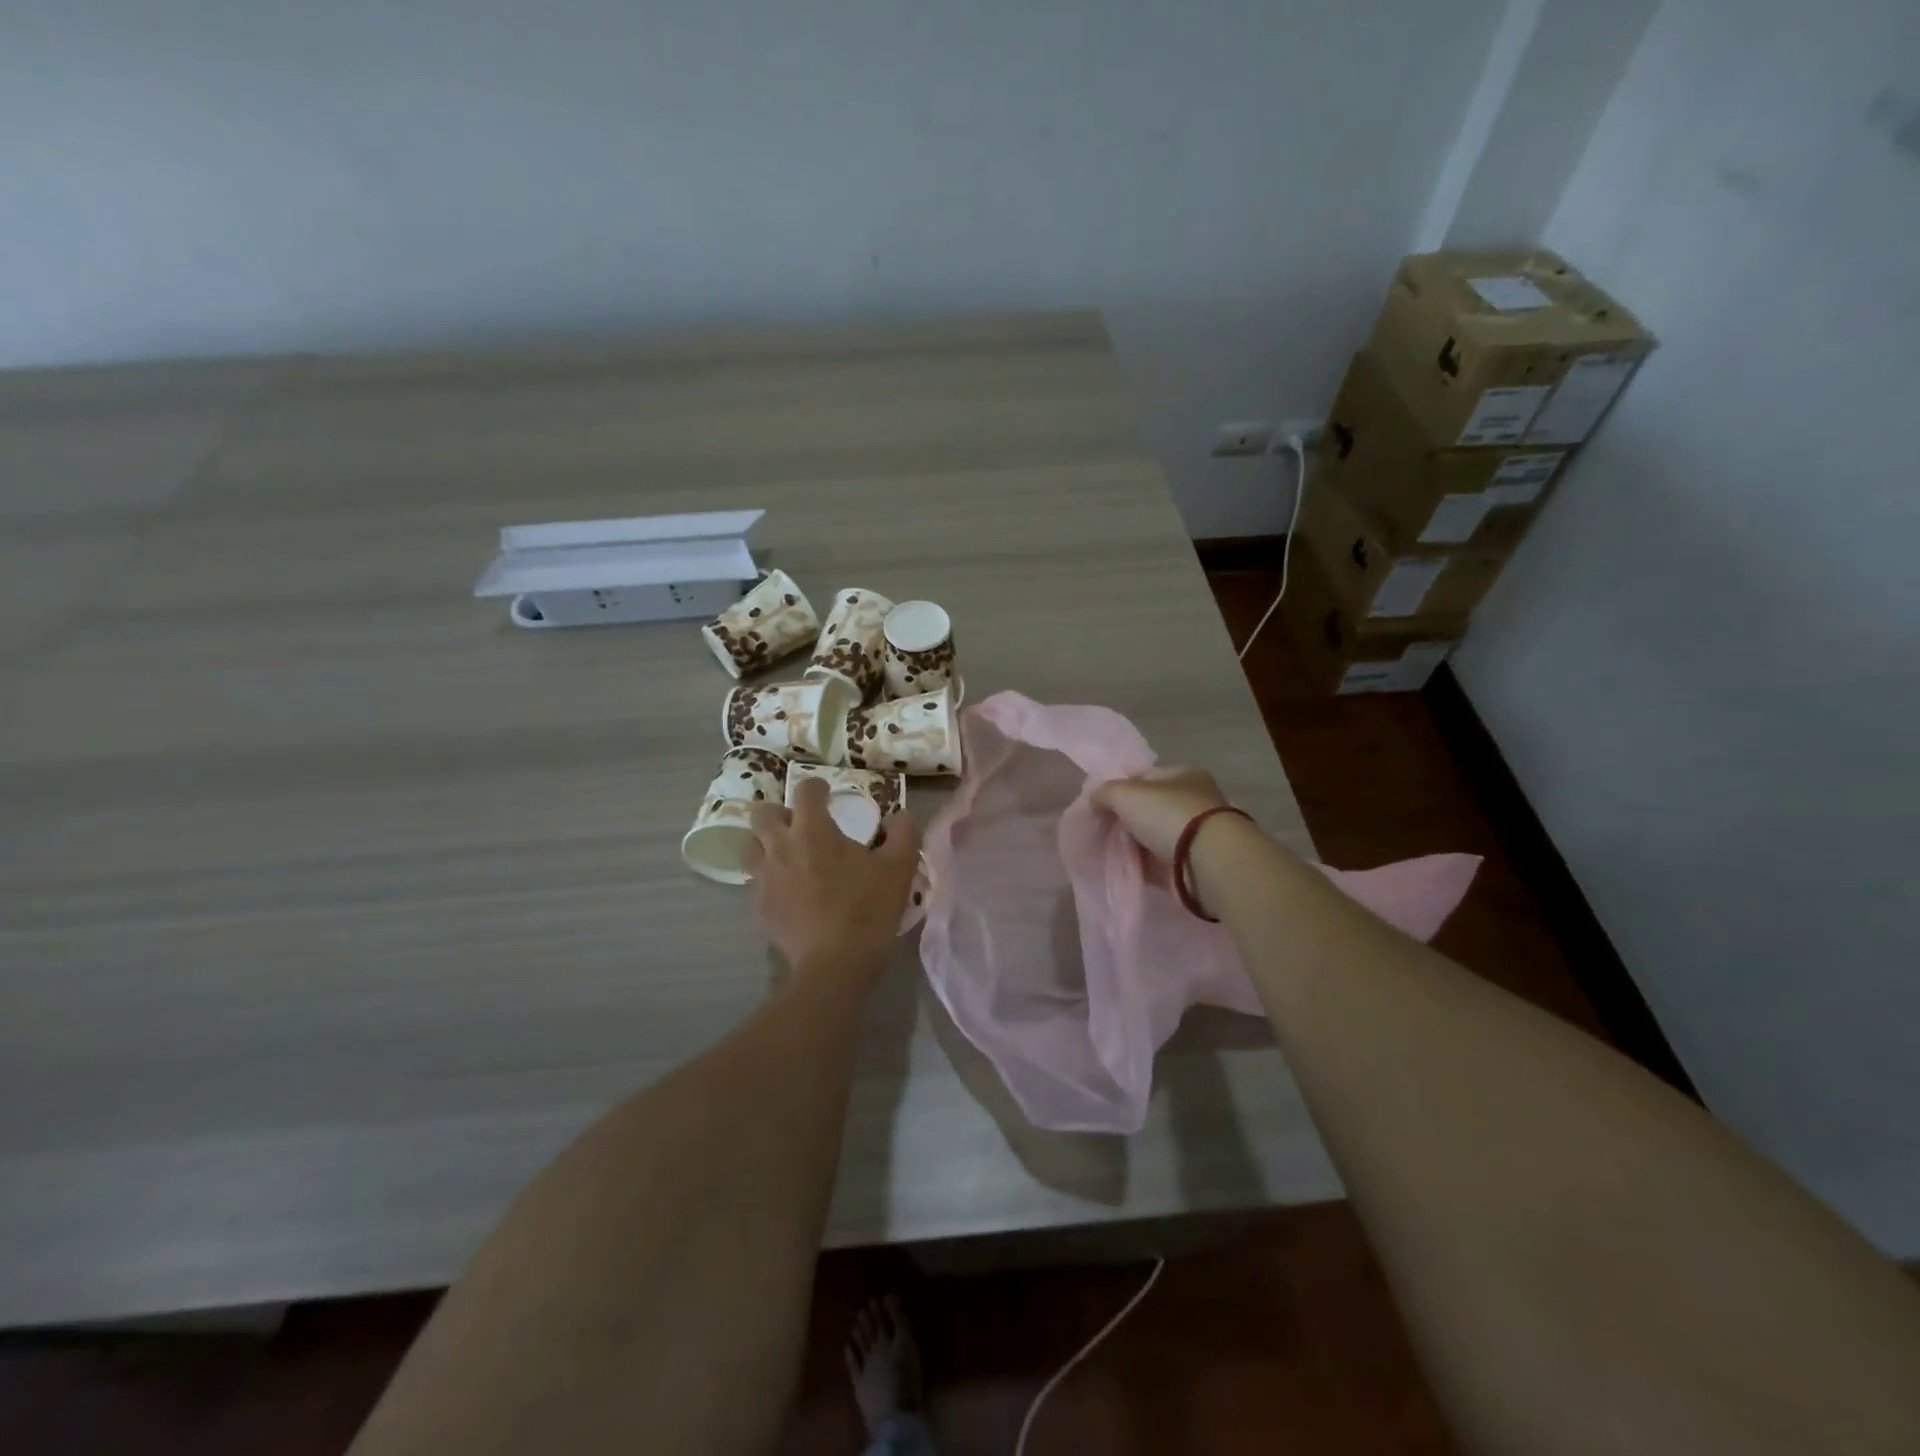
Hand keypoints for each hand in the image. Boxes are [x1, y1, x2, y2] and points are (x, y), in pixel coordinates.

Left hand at [747, 777, 919, 983]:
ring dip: (765, 843)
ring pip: (749, 846)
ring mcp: (764, 877)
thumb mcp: (899, 868)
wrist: (836, 963)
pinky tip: (787, 892)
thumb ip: (902, 834)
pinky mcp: (758, 906)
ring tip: (786, 855)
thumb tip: (900, 815)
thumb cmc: (868, 909)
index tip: (826, 794)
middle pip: (762, 813)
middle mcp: (780, 847)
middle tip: (799, 825)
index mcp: (813, 830)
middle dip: (778, 812)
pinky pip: (755, 882)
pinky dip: (768, 879)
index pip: (805, 791)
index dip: (816, 787)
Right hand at [1093, 765, 1230, 863]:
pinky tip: (1117, 866)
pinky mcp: (1188, 865)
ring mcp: (1191, 836)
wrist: (1206, 864)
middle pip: (1147, 808)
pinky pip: (1154, 862)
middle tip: (1098, 827)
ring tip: (1103, 848)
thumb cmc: (1168, 815)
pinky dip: (1138, 864)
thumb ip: (1104, 793)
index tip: (1097, 803)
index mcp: (1184, 775)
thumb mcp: (1125, 793)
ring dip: (1130, 842)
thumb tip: (1093, 799)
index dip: (1119, 787)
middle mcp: (1191, 802)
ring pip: (1150, 836)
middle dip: (1123, 817)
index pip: (1144, 776)